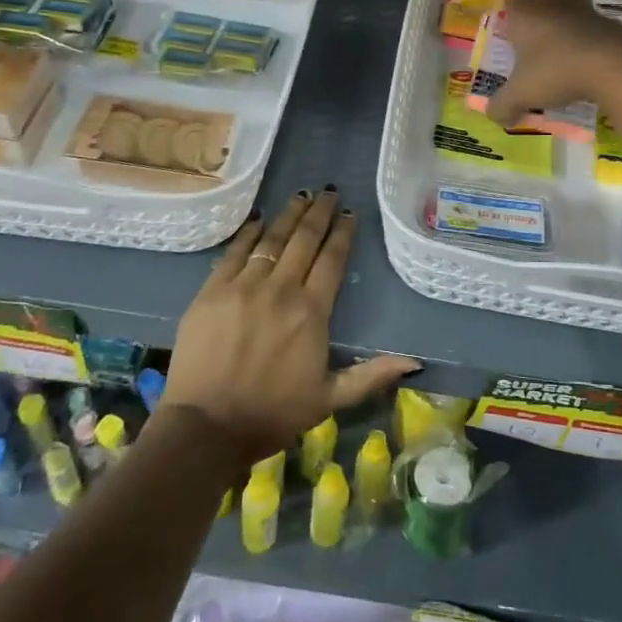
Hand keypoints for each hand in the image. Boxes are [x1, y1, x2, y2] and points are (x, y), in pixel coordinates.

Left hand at [161, 188, 419, 462]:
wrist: (206, 428)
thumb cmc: (272, 415)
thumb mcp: (329, 399)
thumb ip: (371, 376)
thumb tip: (415, 362)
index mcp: (312, 312)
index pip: (332, 259)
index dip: (343, 233)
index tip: (350, 214)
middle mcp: (282, 289)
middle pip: (304, 239)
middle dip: (320, 212)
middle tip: (329, 192)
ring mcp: (244, 286)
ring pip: (272, 238)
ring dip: (289, 214)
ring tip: (302, 195)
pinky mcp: (212, 290)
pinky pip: (235, 251)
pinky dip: (250, 232)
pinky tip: (260, 219)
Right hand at [486, 0, 621, 128]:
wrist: (609, 65)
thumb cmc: (555, 72)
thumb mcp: (521, 94)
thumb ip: (503, 105)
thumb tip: (494, 116)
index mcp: (525, 15)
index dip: (512, 8)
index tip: (513, 25)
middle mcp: (552, 4)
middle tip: (541, 13)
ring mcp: (583, 9)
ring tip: (568, 18)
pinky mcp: (608, 20)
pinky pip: (597, 13)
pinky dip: (593, 23)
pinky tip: (591, 43)